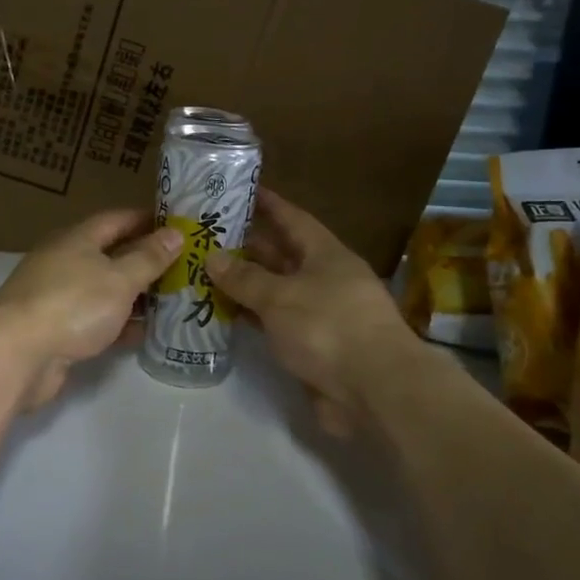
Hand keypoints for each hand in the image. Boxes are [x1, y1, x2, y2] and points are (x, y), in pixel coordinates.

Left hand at [0, 208, 181, 410]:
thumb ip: (148, 257)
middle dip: (146, 259)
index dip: (147, 219)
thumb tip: (175, 233)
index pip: (117, 219)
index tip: (178, 225)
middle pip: (111, 254)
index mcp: (77, 239)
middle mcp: (65, 262)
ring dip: (136, 294)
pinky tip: (147, 333)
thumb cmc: (72, 305)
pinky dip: (121, 324)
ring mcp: (58, 297)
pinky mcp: (57, 330)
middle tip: (185, 266)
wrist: (17, 355)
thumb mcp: (119, 278)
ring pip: (105, 290)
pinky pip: (97, 320)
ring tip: (175, 299)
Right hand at [205, 191, 415, 434]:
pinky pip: (275, 323)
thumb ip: (244, 278)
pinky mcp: (313, 347)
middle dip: (248, 245)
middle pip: (282, 255)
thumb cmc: (328, 327)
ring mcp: (320, 315)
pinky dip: (252, 317)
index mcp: (326, 255)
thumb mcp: (280, 297)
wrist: (374, 390)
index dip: (268, 204)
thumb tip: (212, 257)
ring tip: (205, 271)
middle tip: (208, 234)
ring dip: (245, 284)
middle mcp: (325, 280)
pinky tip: (222, 313)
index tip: (241, 189)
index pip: (293, 219)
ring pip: (276, 291)